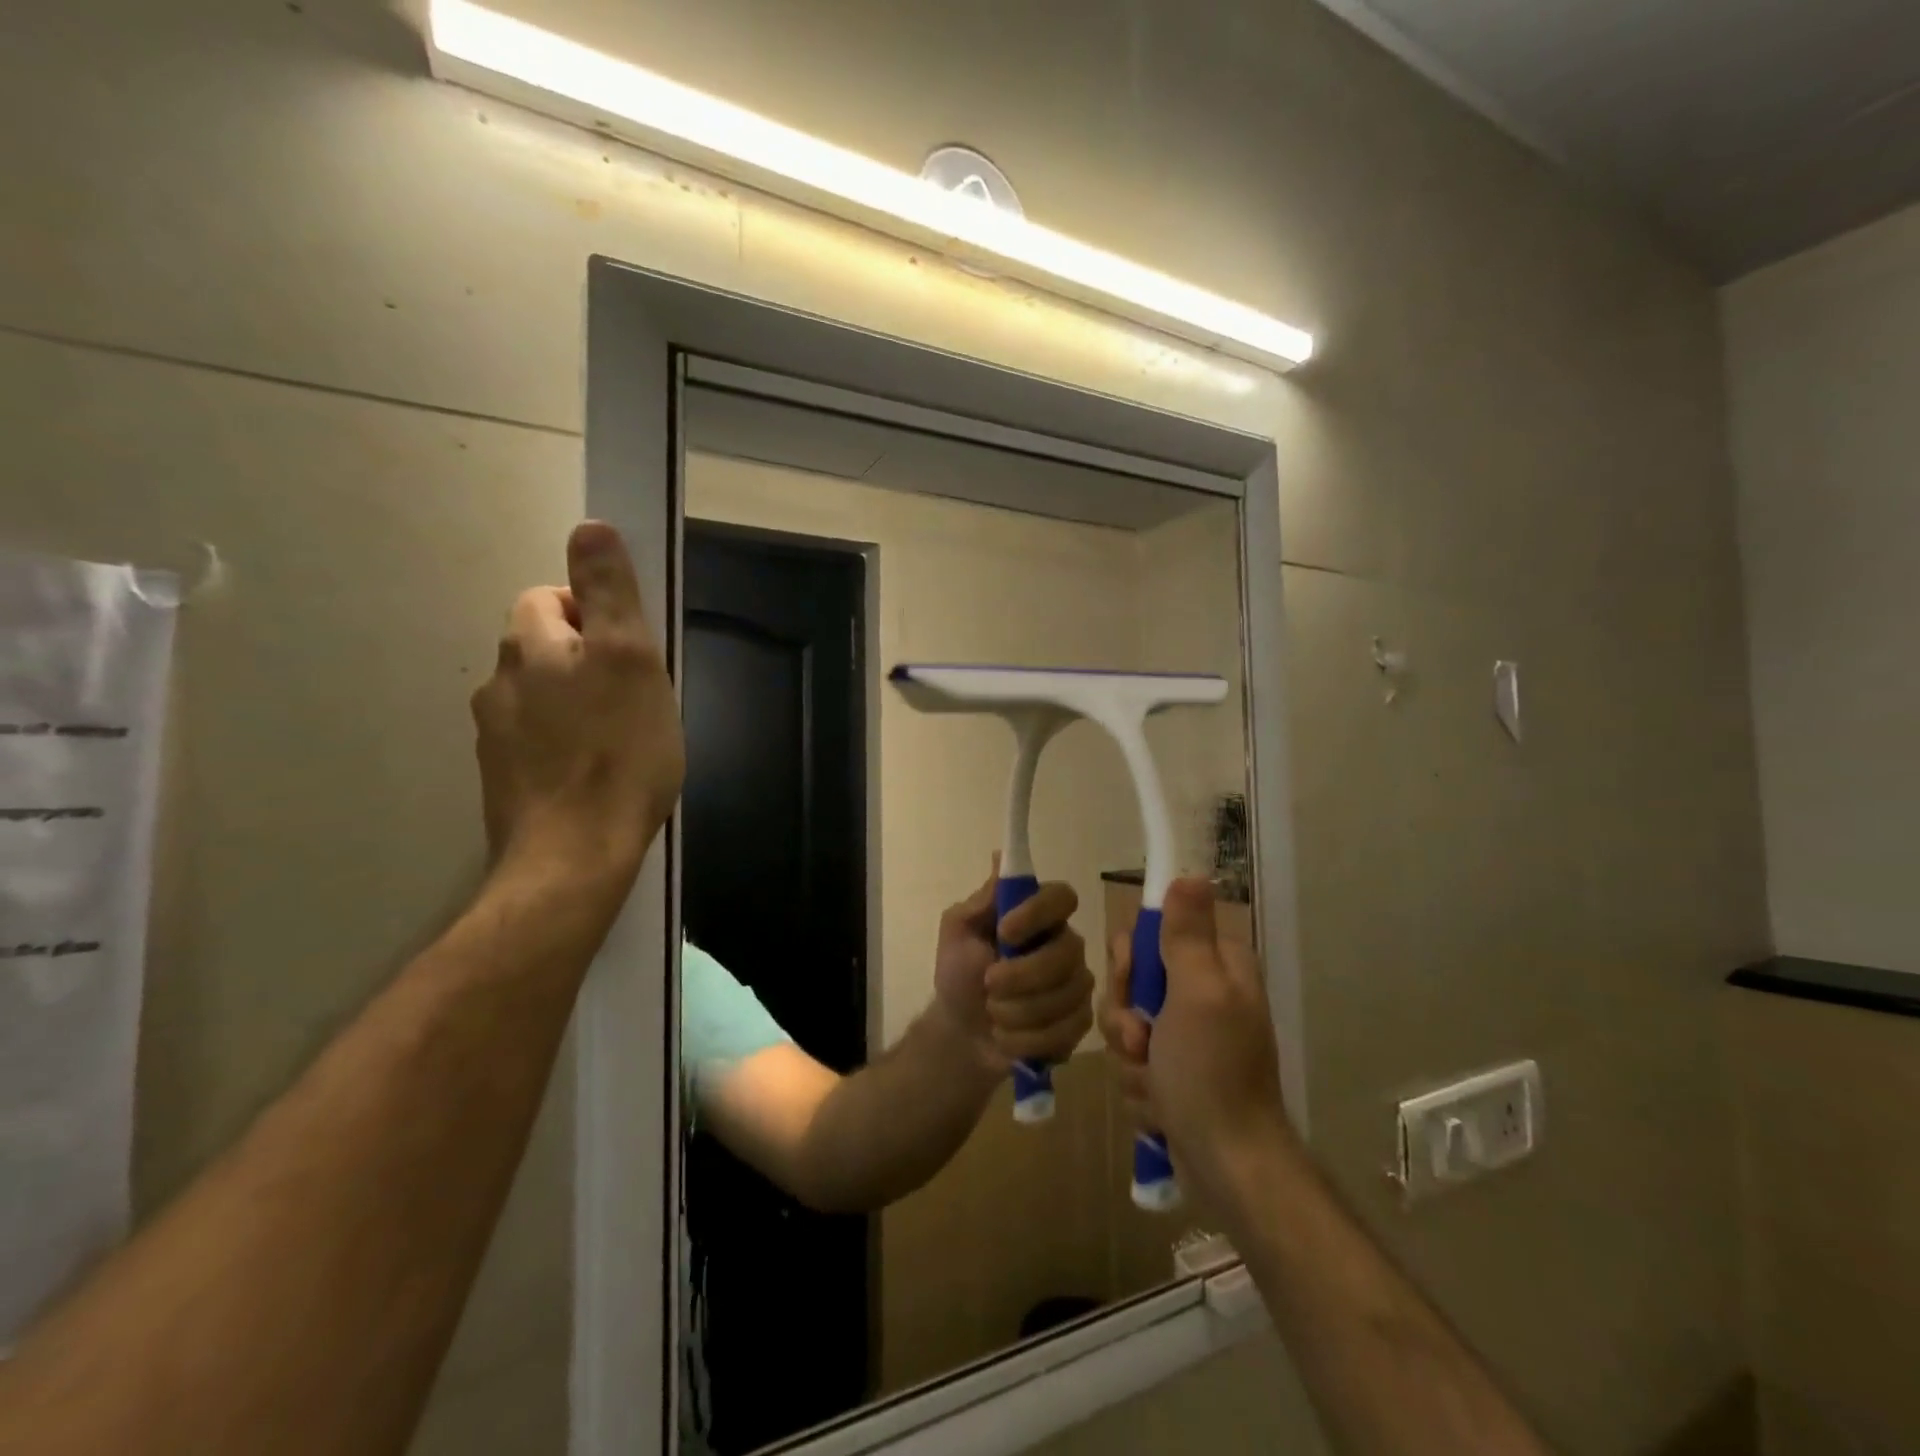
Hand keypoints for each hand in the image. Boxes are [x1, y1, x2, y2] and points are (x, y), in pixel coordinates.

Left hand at [471, 521, 684, 890]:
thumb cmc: (618, 753)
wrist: (574, 855)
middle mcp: (499, 684)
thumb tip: (589, 526)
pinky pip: (535, 742)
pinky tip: (595, 773)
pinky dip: (562, 745)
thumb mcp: (630, 660)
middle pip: (539, 648)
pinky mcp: (503, 781)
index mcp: (529, 648)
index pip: (546, 598)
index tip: (630, 650)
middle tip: (634, 695)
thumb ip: (609, 592)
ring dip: (573, 703)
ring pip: (537, 697)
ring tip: (618, 738)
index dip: (590, 612)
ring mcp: (495, 737)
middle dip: (583, 659)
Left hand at [932, 865, 1094, 1072]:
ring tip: (993, 1013)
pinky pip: (1066, 1030)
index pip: (1062, 897)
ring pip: (1066, 995)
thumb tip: (1001, 857)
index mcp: (1039, 915)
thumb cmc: (959, 972)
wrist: (961, 1032)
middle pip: (1068, 952)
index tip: (1005, 932)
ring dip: (1017, 1011)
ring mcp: (1077, 984)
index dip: (1038, 913)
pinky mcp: (1080, 1022)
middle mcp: (1066, 944)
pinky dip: (1026, 1039)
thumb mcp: (958, 932)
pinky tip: (1007, 1036)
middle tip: (988, 984)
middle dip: (1022, 976)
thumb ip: (983, 900)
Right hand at [1100, 878, 1291, 1199]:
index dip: (1131, 959)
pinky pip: (1134, 1061)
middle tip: (1142, 1041)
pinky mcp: (1175, 1071)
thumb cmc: (1212, 1073)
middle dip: (1125, 1017)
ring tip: (1153, 1084)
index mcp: (1217, 965)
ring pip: (1126, 1023)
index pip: (1152, 934)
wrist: (1228, 1165)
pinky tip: (1159, 1106)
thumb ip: (1188, 934)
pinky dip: (1140, 1085)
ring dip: (1130, 1056)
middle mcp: (1203, 992)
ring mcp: (1188, 1034)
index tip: (1132, 983)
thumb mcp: (1198, 994)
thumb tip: (1190, 873)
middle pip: (1133, 981)